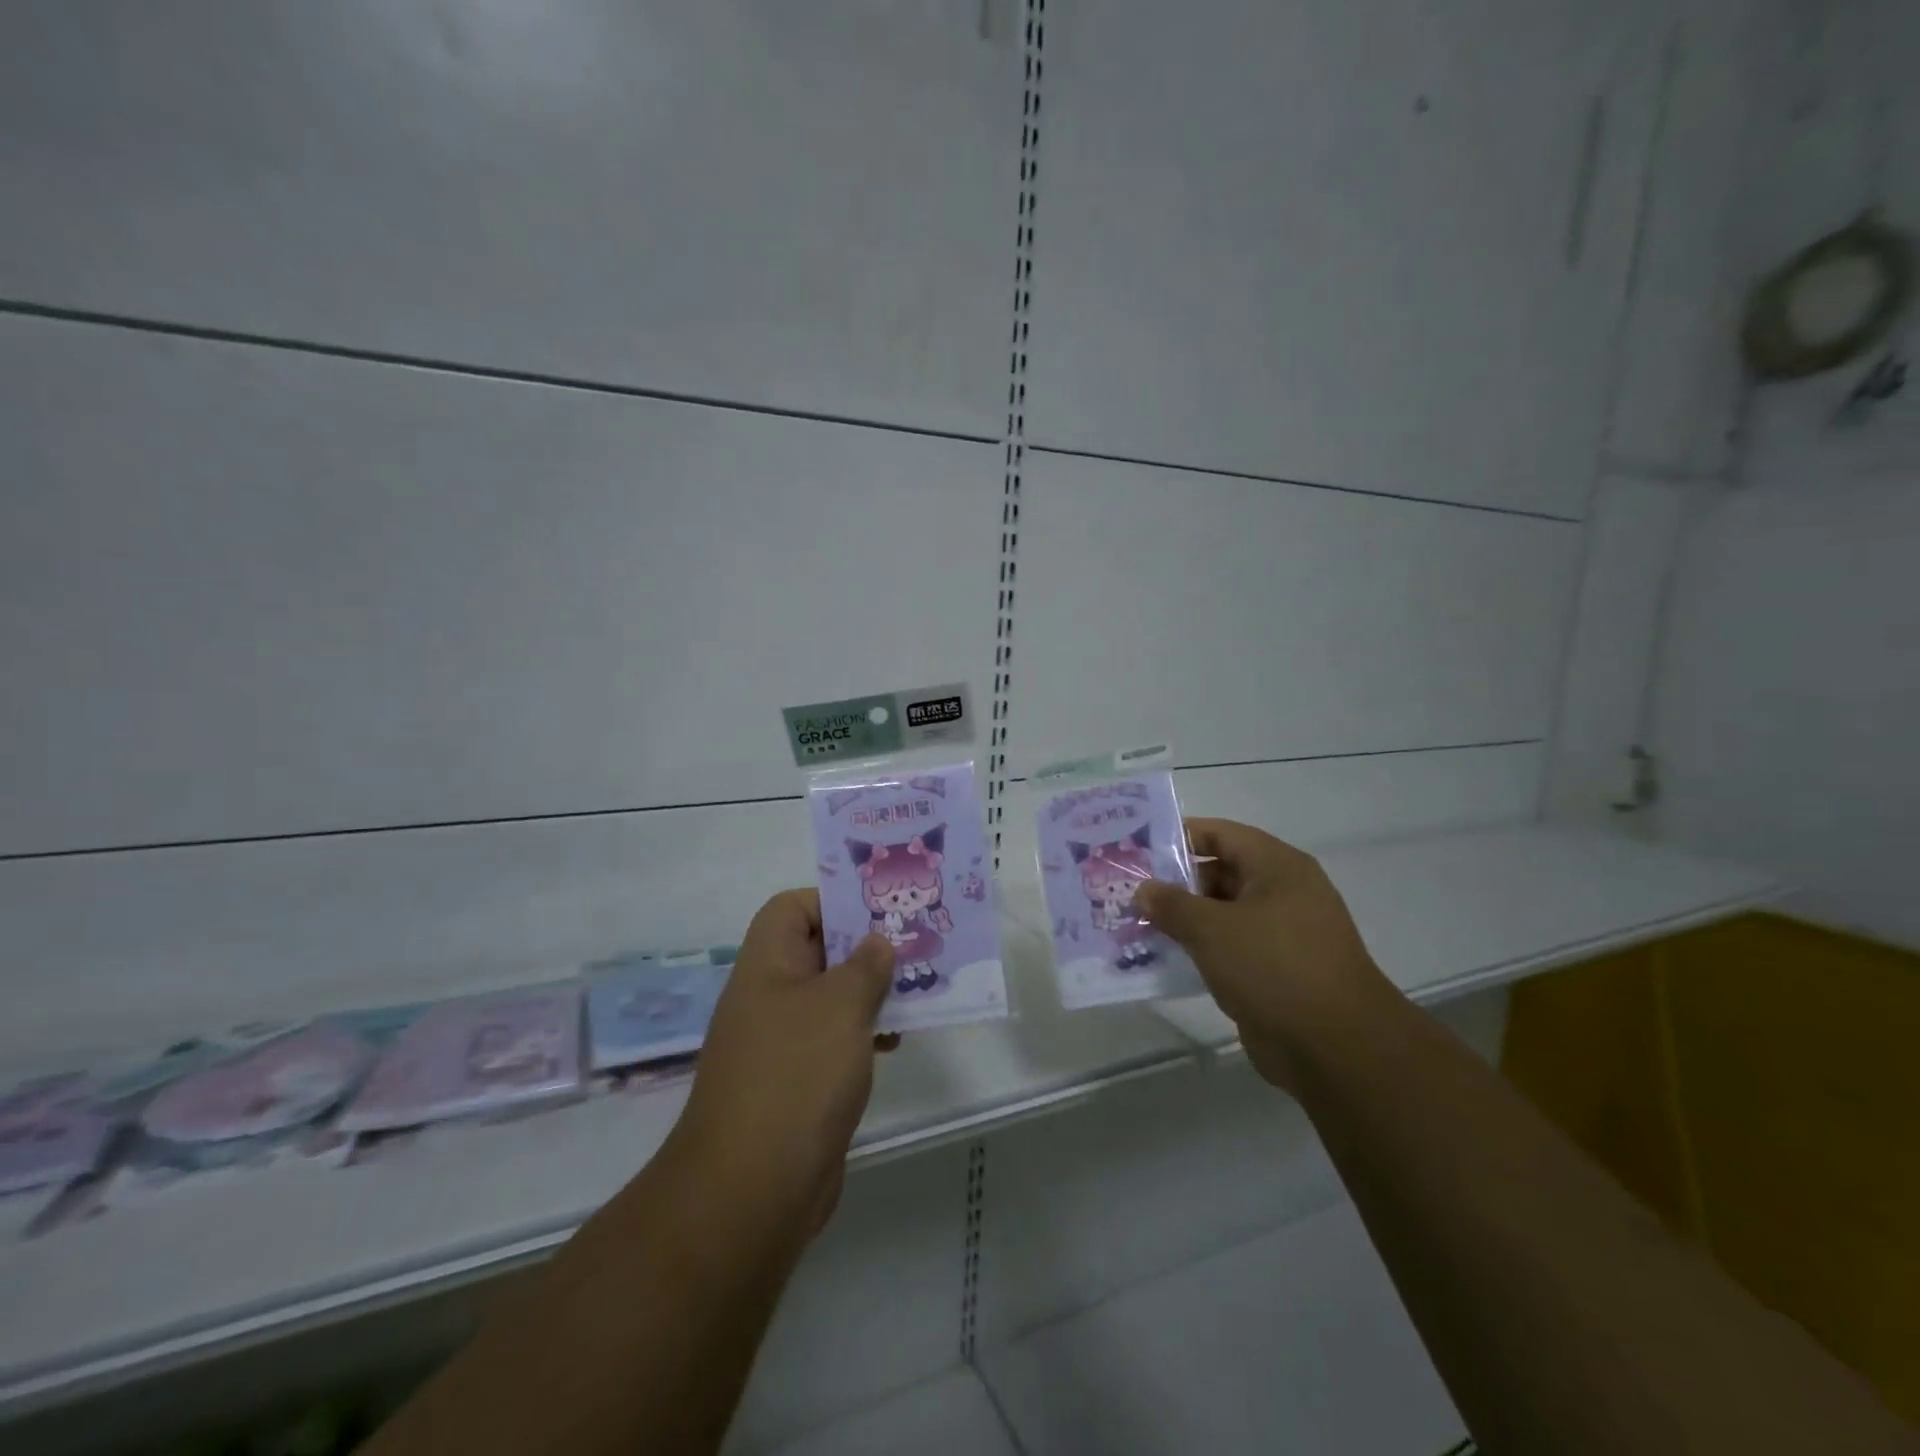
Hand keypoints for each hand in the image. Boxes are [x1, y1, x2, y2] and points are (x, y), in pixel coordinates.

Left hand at [671, 890, 896, 1236]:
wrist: (752, 1189)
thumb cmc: (797, 1074)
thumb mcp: (841, 1005)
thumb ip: (866, 965)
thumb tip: (876, 943)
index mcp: (767, 964)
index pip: (793, 907)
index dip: (834, 901)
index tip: (879, 913)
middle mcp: (769, 995)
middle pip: (818, 950)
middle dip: (866, 946)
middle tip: (914, 945)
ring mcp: (780, 1041)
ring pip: (831, 997)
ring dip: (871, 991)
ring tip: (917, 991)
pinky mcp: (796, 1082)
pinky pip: (834, 1039)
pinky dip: (863, 1033)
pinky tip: (895, 1043)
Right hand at [1135, 818, 1396, 1091]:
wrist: (1336, 1048)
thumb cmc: (1273, 968)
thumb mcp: (1211, 929)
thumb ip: (1171, 904)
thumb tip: (1143, 889)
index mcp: (1277, 867)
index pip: (1220, 834)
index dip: (1179, 836)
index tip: (1138, 847)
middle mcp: (1284, 892)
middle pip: (1220, 873)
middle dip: (1175, 882)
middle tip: (1131, 891)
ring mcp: (1284, 933)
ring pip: (1223, 913)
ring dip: (1185, 919)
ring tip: (1137, 924)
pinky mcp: (1278, 970)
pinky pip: (1232, 947)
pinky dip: (1202, 949)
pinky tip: (1166, 957)